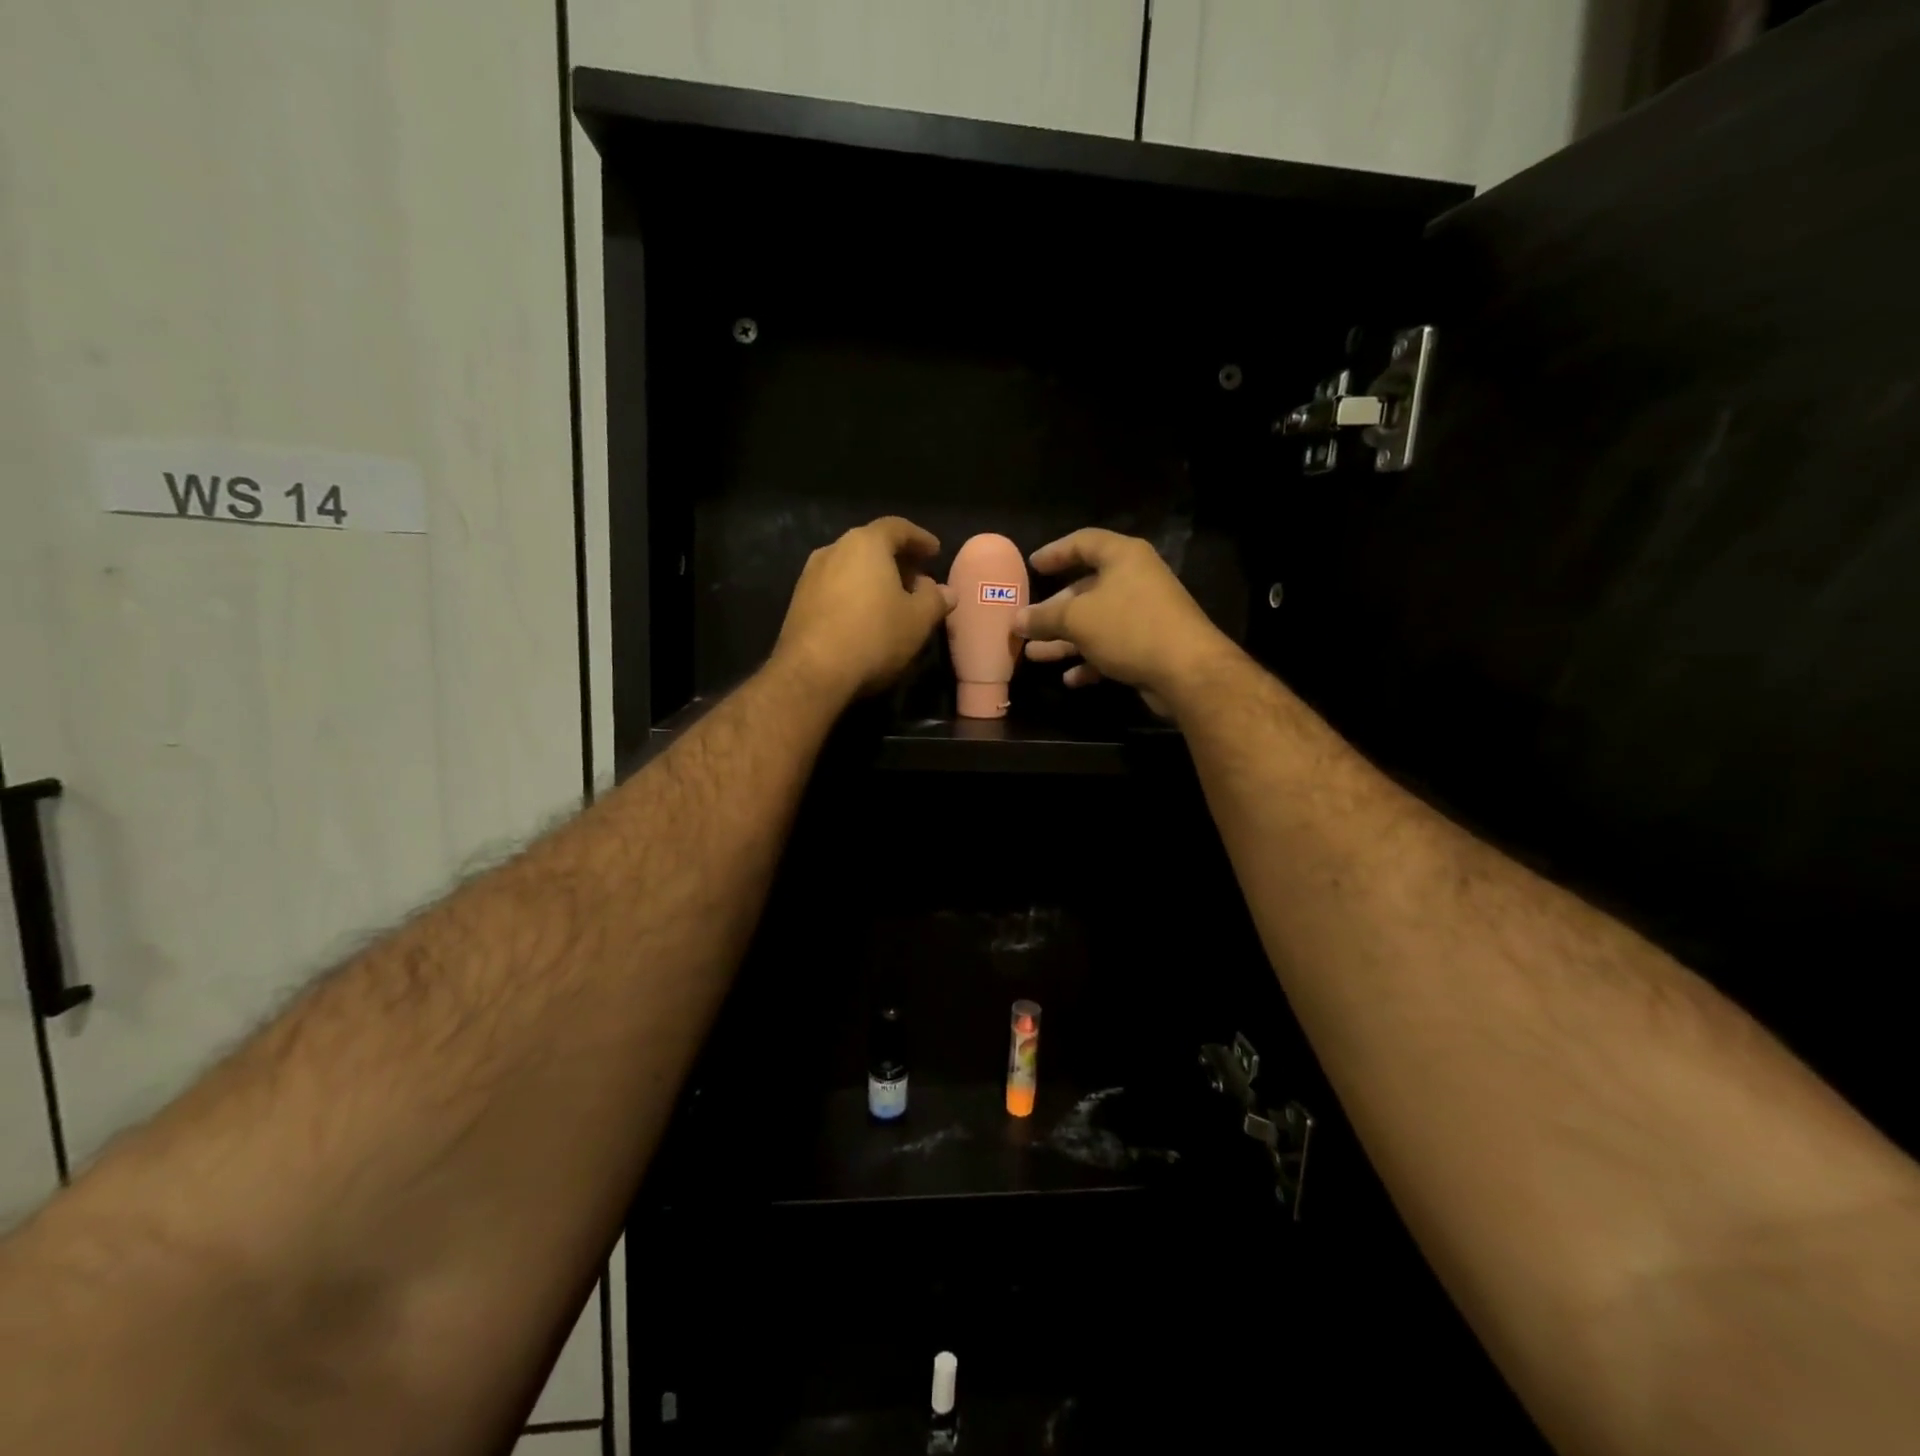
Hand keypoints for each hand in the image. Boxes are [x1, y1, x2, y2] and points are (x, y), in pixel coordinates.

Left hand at [773, 515, 954, 702]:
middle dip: (897, 560)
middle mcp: (834, 550)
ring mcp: (810, 575)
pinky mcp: (798, 602)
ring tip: (893, 601)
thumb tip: (945, 591)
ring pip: (850, 567)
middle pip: (871, 545)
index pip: (897, 528)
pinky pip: (835, 587)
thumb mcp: (918, 620)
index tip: (935, 552)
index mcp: (866, 543)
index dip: (920, 538)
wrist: (812, 672)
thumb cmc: (874, 636)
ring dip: (874, 578)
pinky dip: (854, 594)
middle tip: (917, 580)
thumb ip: (935, 599)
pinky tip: (865, 617)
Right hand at [1015, 528, 1235, 710]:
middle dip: (1054, 610)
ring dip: (1065, 640)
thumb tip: (1017, 619)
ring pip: (1096, 622)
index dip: (1055, 552)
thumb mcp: (1077, 619)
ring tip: (1034, 655)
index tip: (1032, 566)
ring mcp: (1145, 614)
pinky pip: (1112, 647)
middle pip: (1087, 588)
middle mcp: (1136, 580)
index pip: (1083, 542)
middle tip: (1026, 623)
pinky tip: (1070, 678)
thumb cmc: (1129, 628)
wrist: (1187, 671)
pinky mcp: (1150, 645)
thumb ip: (1044, 618)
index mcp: (1123, 557)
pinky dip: (1090, 660)